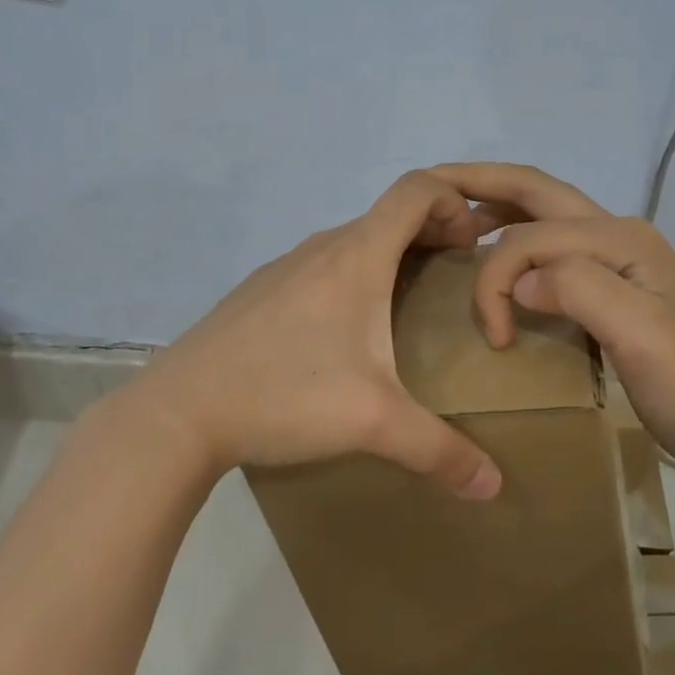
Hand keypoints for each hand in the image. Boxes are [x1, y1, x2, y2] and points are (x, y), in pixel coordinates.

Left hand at [117, 172, 505, 499]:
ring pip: (353, 242)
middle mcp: (322, 247)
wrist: (179, 411)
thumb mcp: (372, 423)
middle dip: (432, 235)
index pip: (417, 189)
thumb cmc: (285, 395)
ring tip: (405, 311)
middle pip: (390, 215)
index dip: (455, 203)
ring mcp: (285, 266)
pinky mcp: (260, 291)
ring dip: (391, 259)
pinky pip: (321, 267)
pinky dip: (351, 279)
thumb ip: (440, 452)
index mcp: (357, 256)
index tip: (468, 249)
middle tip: (453, 281)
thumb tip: (494, 486)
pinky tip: (342, 337)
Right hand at [429, 162, 674, 481]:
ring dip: (498, 208)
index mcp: (620, 237)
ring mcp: (614, 260)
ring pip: (543, 215)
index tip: (491, 335)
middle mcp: (615, 235)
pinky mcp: (608, 288)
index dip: (497, 274)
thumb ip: (580, 289)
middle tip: (430, 184)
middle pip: (537, 192)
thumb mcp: (641, 334)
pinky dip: (514, 241)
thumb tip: (520, 278)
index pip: (534, 234)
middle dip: (481, 182)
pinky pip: (550, 248)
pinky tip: (496, 259)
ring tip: (455, 219)